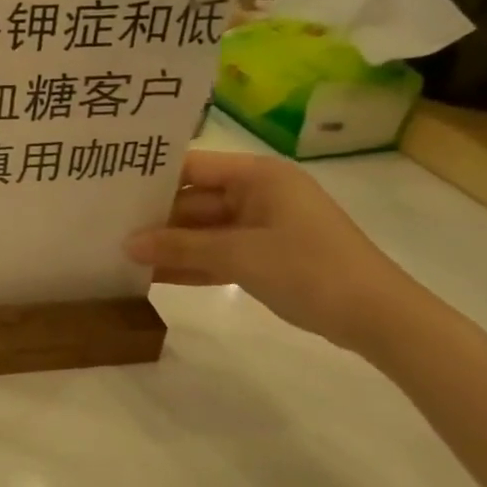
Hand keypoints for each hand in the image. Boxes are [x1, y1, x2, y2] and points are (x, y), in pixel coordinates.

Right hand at [125, 150, 433, 358]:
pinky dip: (191, 264)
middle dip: (156, 217)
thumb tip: (127, 244)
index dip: (152, 177)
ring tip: (120, 252)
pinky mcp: (265, 257)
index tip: (109, 188)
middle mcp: (258, 194)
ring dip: (170, 244)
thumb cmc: (311, 269)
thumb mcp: (240, 255)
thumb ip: (181, 246)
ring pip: (203, 231)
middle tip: (106, 225)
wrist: (380, 319)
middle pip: (194, 200)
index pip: (192, 167)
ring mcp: (262, 227)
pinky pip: (218, 254)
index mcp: (258, 176)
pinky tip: (152, 275)